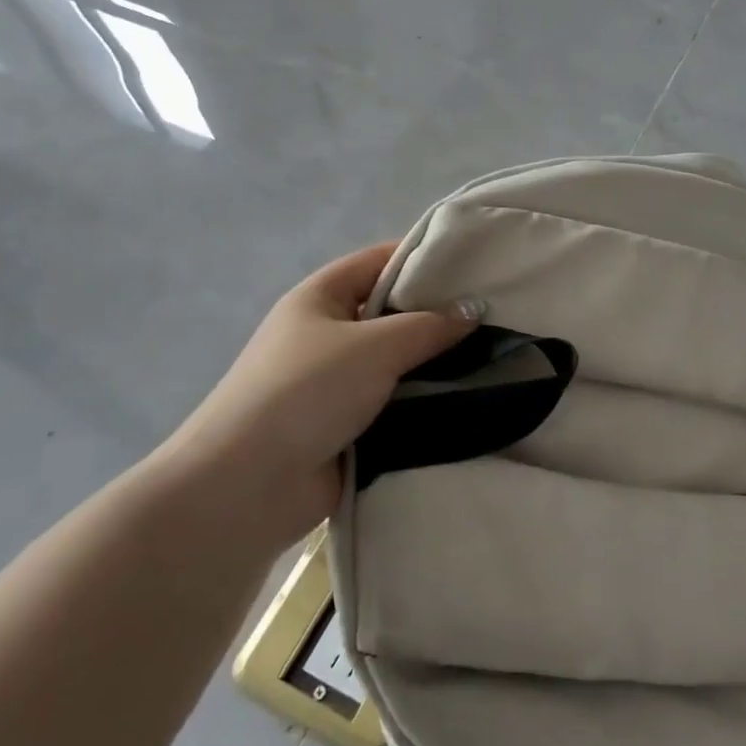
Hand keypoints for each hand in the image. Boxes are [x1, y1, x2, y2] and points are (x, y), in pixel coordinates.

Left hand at [172, 243, 481, 536]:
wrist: (248, 486)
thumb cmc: (307, 391)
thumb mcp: (374, 345)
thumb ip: (429, 325)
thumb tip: (475, 310)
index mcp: (321, 297)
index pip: (379, 261)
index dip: (425, 258)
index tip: (476, 265)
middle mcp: (328, 334)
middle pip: (393, 313)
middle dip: (439, 315)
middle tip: (496, 314)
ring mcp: (337, 382)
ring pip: (399, 362)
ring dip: (436, 364)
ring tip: (497, 356)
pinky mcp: (349, 425)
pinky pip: (396, 403)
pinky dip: (425, 402)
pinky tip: (471, 399)